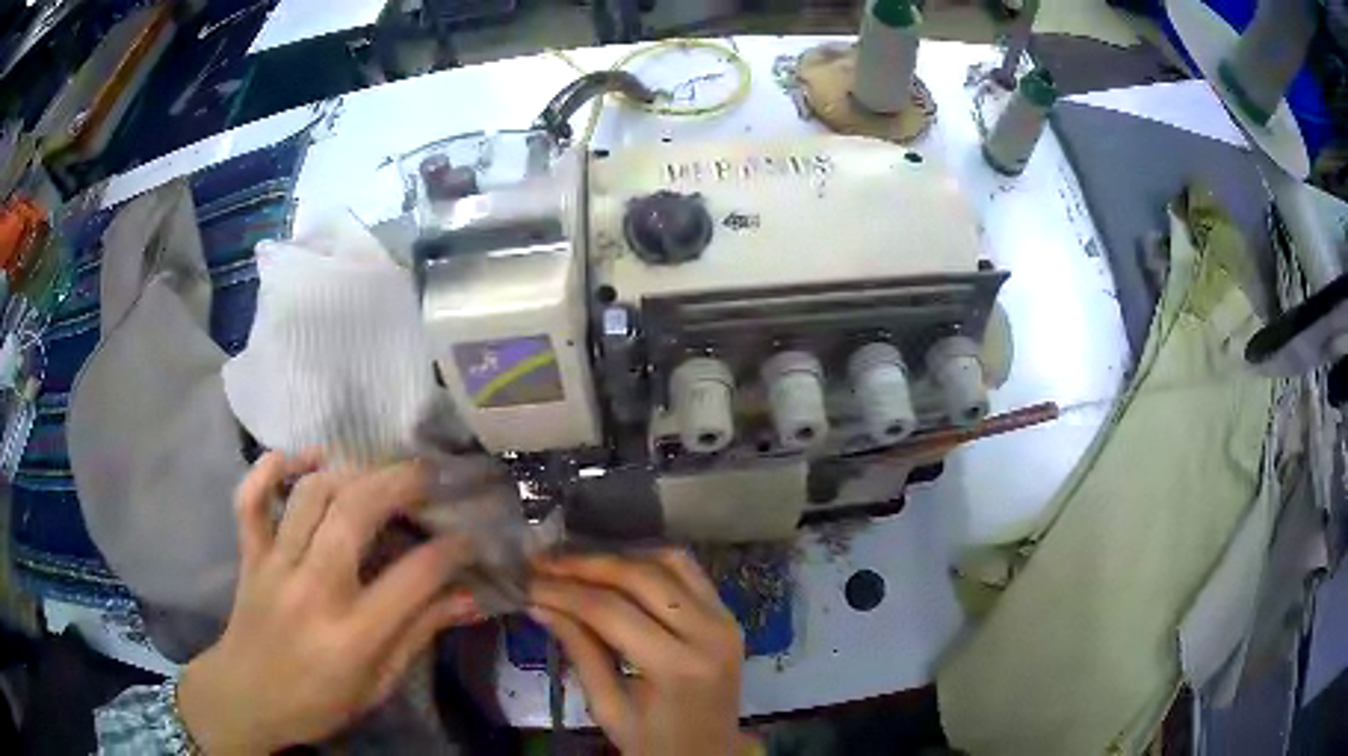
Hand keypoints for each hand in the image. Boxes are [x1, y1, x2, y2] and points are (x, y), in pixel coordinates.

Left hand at [177, 452, 480, 753]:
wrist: (248, 697)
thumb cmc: (320, 701)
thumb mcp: (379, 683)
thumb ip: (419, 633)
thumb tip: (468, 597)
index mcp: (354, 634)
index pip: (414, 575)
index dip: (451, 549)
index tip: (469, 537)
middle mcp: (313, 588)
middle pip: (356, 512)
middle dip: (401, 482)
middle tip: (429, 474)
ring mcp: (274, 564)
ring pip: (311, 493)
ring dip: (350, 470)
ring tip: (379, 469)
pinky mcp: (250, 552)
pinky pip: (253, 496)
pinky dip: (274, 466)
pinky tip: (306, 458)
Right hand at [528, 550, 754, 755]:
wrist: (710, 753)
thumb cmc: (654, 742)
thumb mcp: (608, 708)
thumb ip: (580, 652)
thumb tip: (540, 604)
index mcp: (676, 667)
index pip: (610, 611)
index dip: (564, 592)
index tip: (528, 582)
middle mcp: (708, 633)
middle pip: (641, 577)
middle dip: (586, 565)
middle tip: (544, 563)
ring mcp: (725, 619)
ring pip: (670, 562)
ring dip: (619, 557)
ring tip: (576, 563)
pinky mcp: (728, 614)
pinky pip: (689, 572)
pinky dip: (650, 561)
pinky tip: (616, 568)